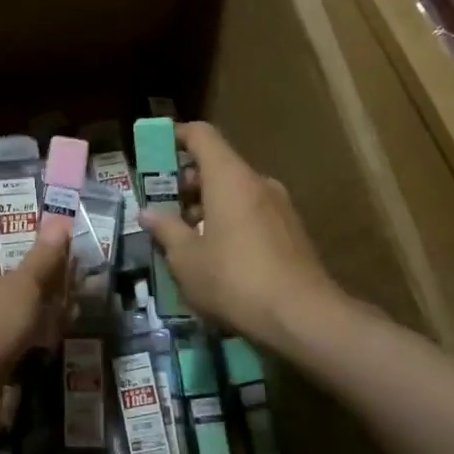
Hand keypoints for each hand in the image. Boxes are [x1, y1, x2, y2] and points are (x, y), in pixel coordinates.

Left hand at [0, 204, 68, 446]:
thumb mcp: (21, 288)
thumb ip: (42, 258)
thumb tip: (59, 222)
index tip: (22, 214)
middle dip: (25, 255)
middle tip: (59, 252)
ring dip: (32, 291)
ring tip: (70, 287)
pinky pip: (2, 324)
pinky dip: (27, 322)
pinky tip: (60, 325)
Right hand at [139, 121, 340, 352]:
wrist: (304, 318)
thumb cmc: (235, 280)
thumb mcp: (187, 259)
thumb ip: (166, 230)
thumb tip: (148, 213)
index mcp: (229, 178)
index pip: (202, 135)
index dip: (176, 136)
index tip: (155, 151)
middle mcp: (257, 182)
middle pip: (218, 164)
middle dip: (187, 181)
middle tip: (165, 208)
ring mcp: (280, 207)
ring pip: (236, 191)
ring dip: (208, 205)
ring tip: (187, 238)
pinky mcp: (292, 232)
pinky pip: (252, 212)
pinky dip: (230, 221)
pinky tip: (218, 256)